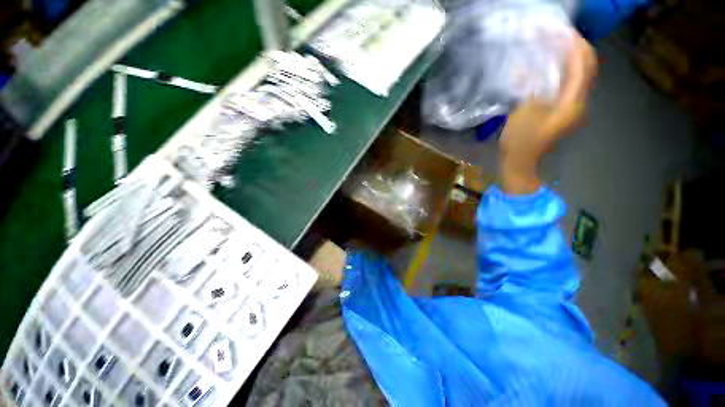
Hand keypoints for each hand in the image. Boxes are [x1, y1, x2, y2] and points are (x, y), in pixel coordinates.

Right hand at [498, 30, 596, 194]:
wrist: (520, 164)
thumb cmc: (520, 142)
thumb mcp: (523, 113)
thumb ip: (531, 88)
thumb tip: (528, 67)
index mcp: (572, 103)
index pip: (581, 65)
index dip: (574, 45)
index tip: (560, 30)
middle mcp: (578, 103)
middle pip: (585, 68)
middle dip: (575, 48)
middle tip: (557, 35)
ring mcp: (571, 108)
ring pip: (578, 75)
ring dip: (569, 59)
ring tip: (554, 46)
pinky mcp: (561, 112)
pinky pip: (567, 85)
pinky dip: (561, 72)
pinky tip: (549, 67)